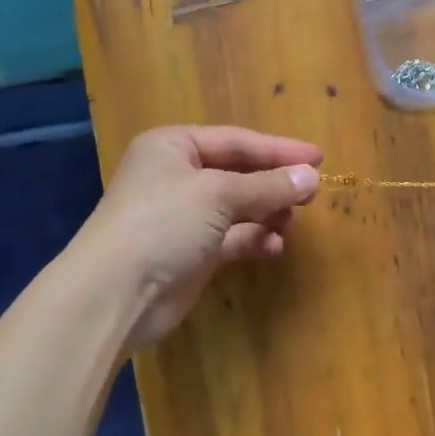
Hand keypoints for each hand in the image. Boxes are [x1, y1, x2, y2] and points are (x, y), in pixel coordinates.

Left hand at [79, 125, 321, 350]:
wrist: (115, 294)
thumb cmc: (163, 223)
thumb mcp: (218, 195)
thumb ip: (267, 185)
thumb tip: (311, 177)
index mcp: (174, 147)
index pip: (236, 141)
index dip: (278, 149)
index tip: (319, 157)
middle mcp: (177, 177)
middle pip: (238, 173)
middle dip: (274, 182)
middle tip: (312, 191)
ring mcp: (183, 217)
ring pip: (237, 207)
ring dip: (267, 212)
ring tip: (293, 220)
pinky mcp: (191, 253)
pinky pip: (232, 238)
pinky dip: (254, 239)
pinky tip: (275, 246)